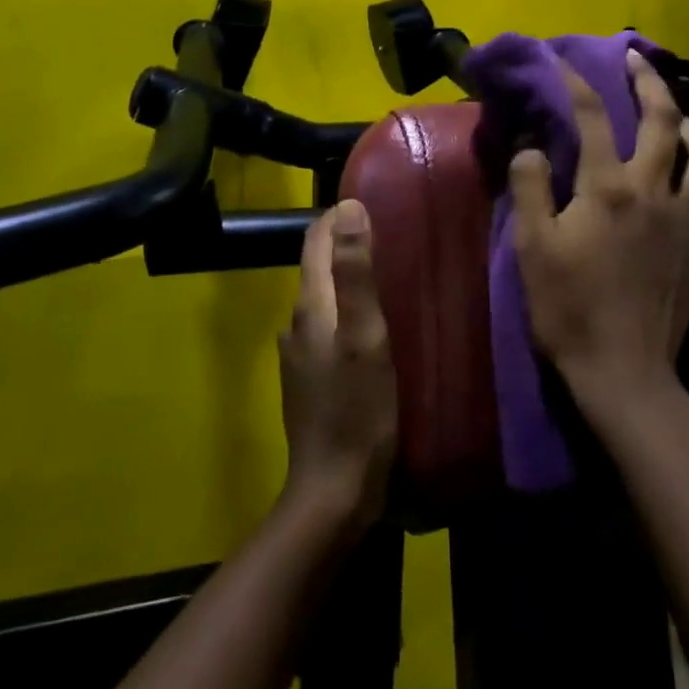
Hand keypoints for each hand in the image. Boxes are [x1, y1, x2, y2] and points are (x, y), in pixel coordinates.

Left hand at [278, 200, 397, 533]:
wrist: (335, 489)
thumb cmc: (357, 409)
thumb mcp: (365, 335)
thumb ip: (355, 272)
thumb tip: (347, 207)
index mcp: (310, 306)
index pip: (315, 242)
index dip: (337, 217)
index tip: (371, 199)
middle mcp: (297, 324)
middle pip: (318, 268)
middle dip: (346, 244)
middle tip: (390, 233)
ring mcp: (301, 355)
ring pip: (325, 300)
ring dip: (349, 280)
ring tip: (389, 274)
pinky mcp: (312, 380)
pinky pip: (329, 328)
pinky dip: (348, 312)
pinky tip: (375, 326)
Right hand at [510, 50, 688, 421]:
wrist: (621, 370)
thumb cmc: (568, 308)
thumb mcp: (531, 247)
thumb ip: (530, 188)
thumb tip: (532, 145)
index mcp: (607, 188)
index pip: (590, 119)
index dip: (576, 83)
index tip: (563, 61)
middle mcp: (653, 192)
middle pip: (662, 122)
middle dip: (649, 83)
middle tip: (638, 59)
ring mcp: (687, 222)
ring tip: (682, 119)